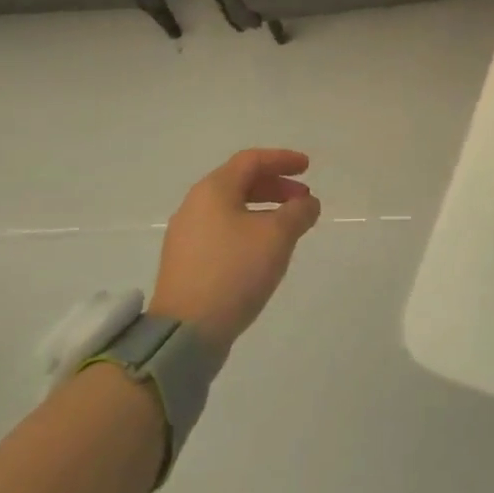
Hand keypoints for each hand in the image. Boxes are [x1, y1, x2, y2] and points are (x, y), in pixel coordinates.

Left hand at [148, 148, 321, 353]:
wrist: (185, 332)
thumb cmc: (234, 271)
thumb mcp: (277, 236)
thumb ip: (298, 212)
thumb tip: (308, 203)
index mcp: (213, 190)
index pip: (252, 160)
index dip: (283, 159)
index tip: (308, 167)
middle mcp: (195, 205)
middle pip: (240, 182)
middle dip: (276, 186)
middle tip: (303, 198)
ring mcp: (186, 235)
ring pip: (231, 208)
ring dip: (264, 209)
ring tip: (288, 226)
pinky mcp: (185, 262)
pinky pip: (222, 231)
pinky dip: (248, 228)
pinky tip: (263, 250)